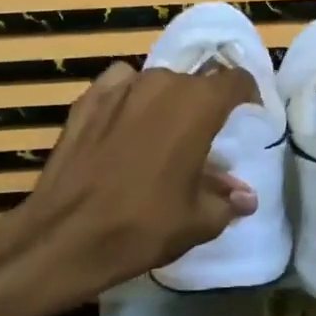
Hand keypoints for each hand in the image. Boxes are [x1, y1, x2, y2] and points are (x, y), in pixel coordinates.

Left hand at [0, 61, 258, 309]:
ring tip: (162, 136)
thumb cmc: (143, 226)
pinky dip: (129, 98)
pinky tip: (125, 124)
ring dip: (166, 103)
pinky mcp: (87, 98)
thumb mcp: (198, 221)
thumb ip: (227, 200)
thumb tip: (246, 197)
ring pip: (157, 83)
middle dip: (204, 106)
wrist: (66, 235)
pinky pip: (120, 85)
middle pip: (195, 83)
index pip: (235, 80)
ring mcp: (120, 87)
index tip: (248, 114)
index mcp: (198, 104)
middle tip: (203, 140)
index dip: (247, 94)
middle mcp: (162, 83)